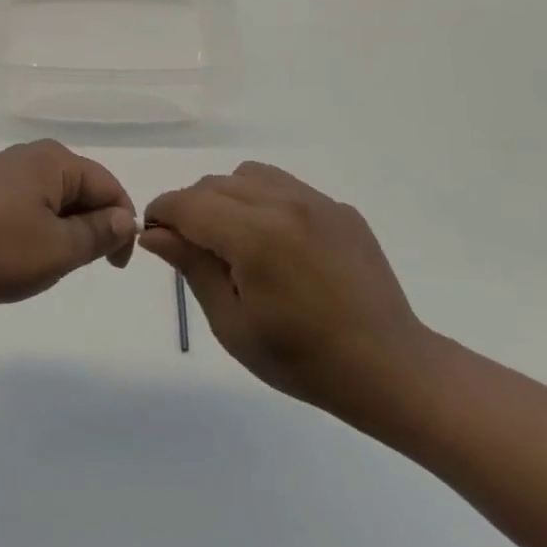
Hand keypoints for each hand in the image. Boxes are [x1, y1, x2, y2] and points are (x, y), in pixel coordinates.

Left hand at [0, 141, 137, 304]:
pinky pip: (18, 203)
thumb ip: (97, 233)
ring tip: (41, 264)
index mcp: (53, 160)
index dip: (121, 226)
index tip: (115, 267)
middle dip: (87, 227)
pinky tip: (10, 254)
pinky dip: (28, 227)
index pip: (108, 186)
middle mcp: (26, 154)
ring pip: (47, 198)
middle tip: (76, 267)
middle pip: (77, 188)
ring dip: (57, 230)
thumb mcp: (57, 250)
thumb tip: (124, 216)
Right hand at [140, 162, 433, 425]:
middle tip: (193, 249)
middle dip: (191, 208)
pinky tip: (276, 244)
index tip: (154, 235)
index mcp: (255, 236)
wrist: (392, 370)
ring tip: (235, 240)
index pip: (187, 204)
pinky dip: (263, 202)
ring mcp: (316, 201)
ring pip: (247, 176)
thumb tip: (154, 233)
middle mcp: (284, 204)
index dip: (161, 214)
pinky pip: (284, 187)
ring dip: (226, 198)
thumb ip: (191, 267)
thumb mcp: (232, 324)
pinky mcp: (338, 208)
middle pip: (214, 184)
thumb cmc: (303, 360)